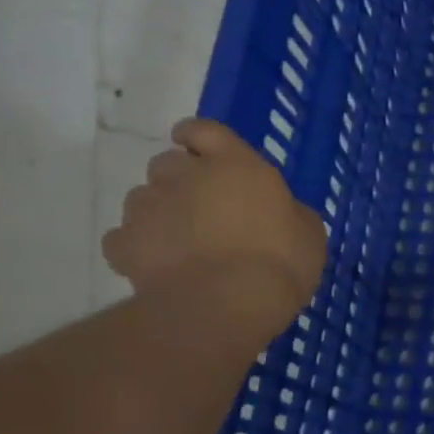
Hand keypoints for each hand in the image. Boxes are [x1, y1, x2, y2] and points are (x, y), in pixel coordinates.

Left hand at [102, 118, 326, 321]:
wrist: (227, 304)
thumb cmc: (280, 262)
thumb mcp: (309, 234)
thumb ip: (290, 213)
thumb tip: (282, 212)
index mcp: (236, 165)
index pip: (205, 130)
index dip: (197, 136)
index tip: (195, 146)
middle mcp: (186, 176)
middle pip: (168, 163)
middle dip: (180, 179)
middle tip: (201, 206)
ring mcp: (150, 209)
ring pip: (142, 197)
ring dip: (158, 211)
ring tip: (179, 240)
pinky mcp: (125, 244)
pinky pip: (123, 238)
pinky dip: (136, 246)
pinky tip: (157, 264)